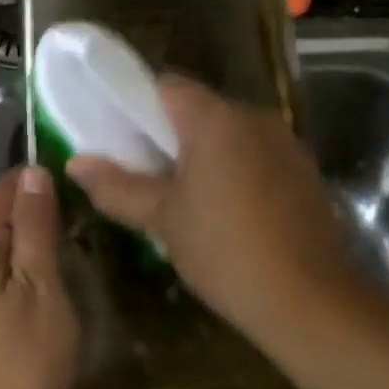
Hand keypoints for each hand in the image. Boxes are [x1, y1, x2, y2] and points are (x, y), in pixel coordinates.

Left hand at [0, 166, 79, 388]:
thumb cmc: (22, 363)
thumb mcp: (40, 288)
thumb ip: (35, 229)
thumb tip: (32, 173)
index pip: (3, 190)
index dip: (37, 177)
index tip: (79, 175)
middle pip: (3, 218)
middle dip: (41, 206)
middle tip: (90, 205)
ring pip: (8, 249)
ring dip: (40, 239)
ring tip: (83, 233)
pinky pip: (9, 277)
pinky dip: (34, 268)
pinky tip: (62, 276)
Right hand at [67, 78, 370, 347]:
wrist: (312, 302)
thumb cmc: (226, 251)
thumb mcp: (163, 219)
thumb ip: (117, 186)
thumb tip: (75, 163)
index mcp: (215, 118)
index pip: (166, 87)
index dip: (138, 106)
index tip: (121, 138)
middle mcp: (253, 117)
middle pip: (199, 109)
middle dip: (169, 135)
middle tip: (144, 172)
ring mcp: (285, 142)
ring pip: (229, 133)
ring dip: (203, 154)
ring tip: (182, 196)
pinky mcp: (304, 170)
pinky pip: (256, 154)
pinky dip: (234, 169)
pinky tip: (225, 211)